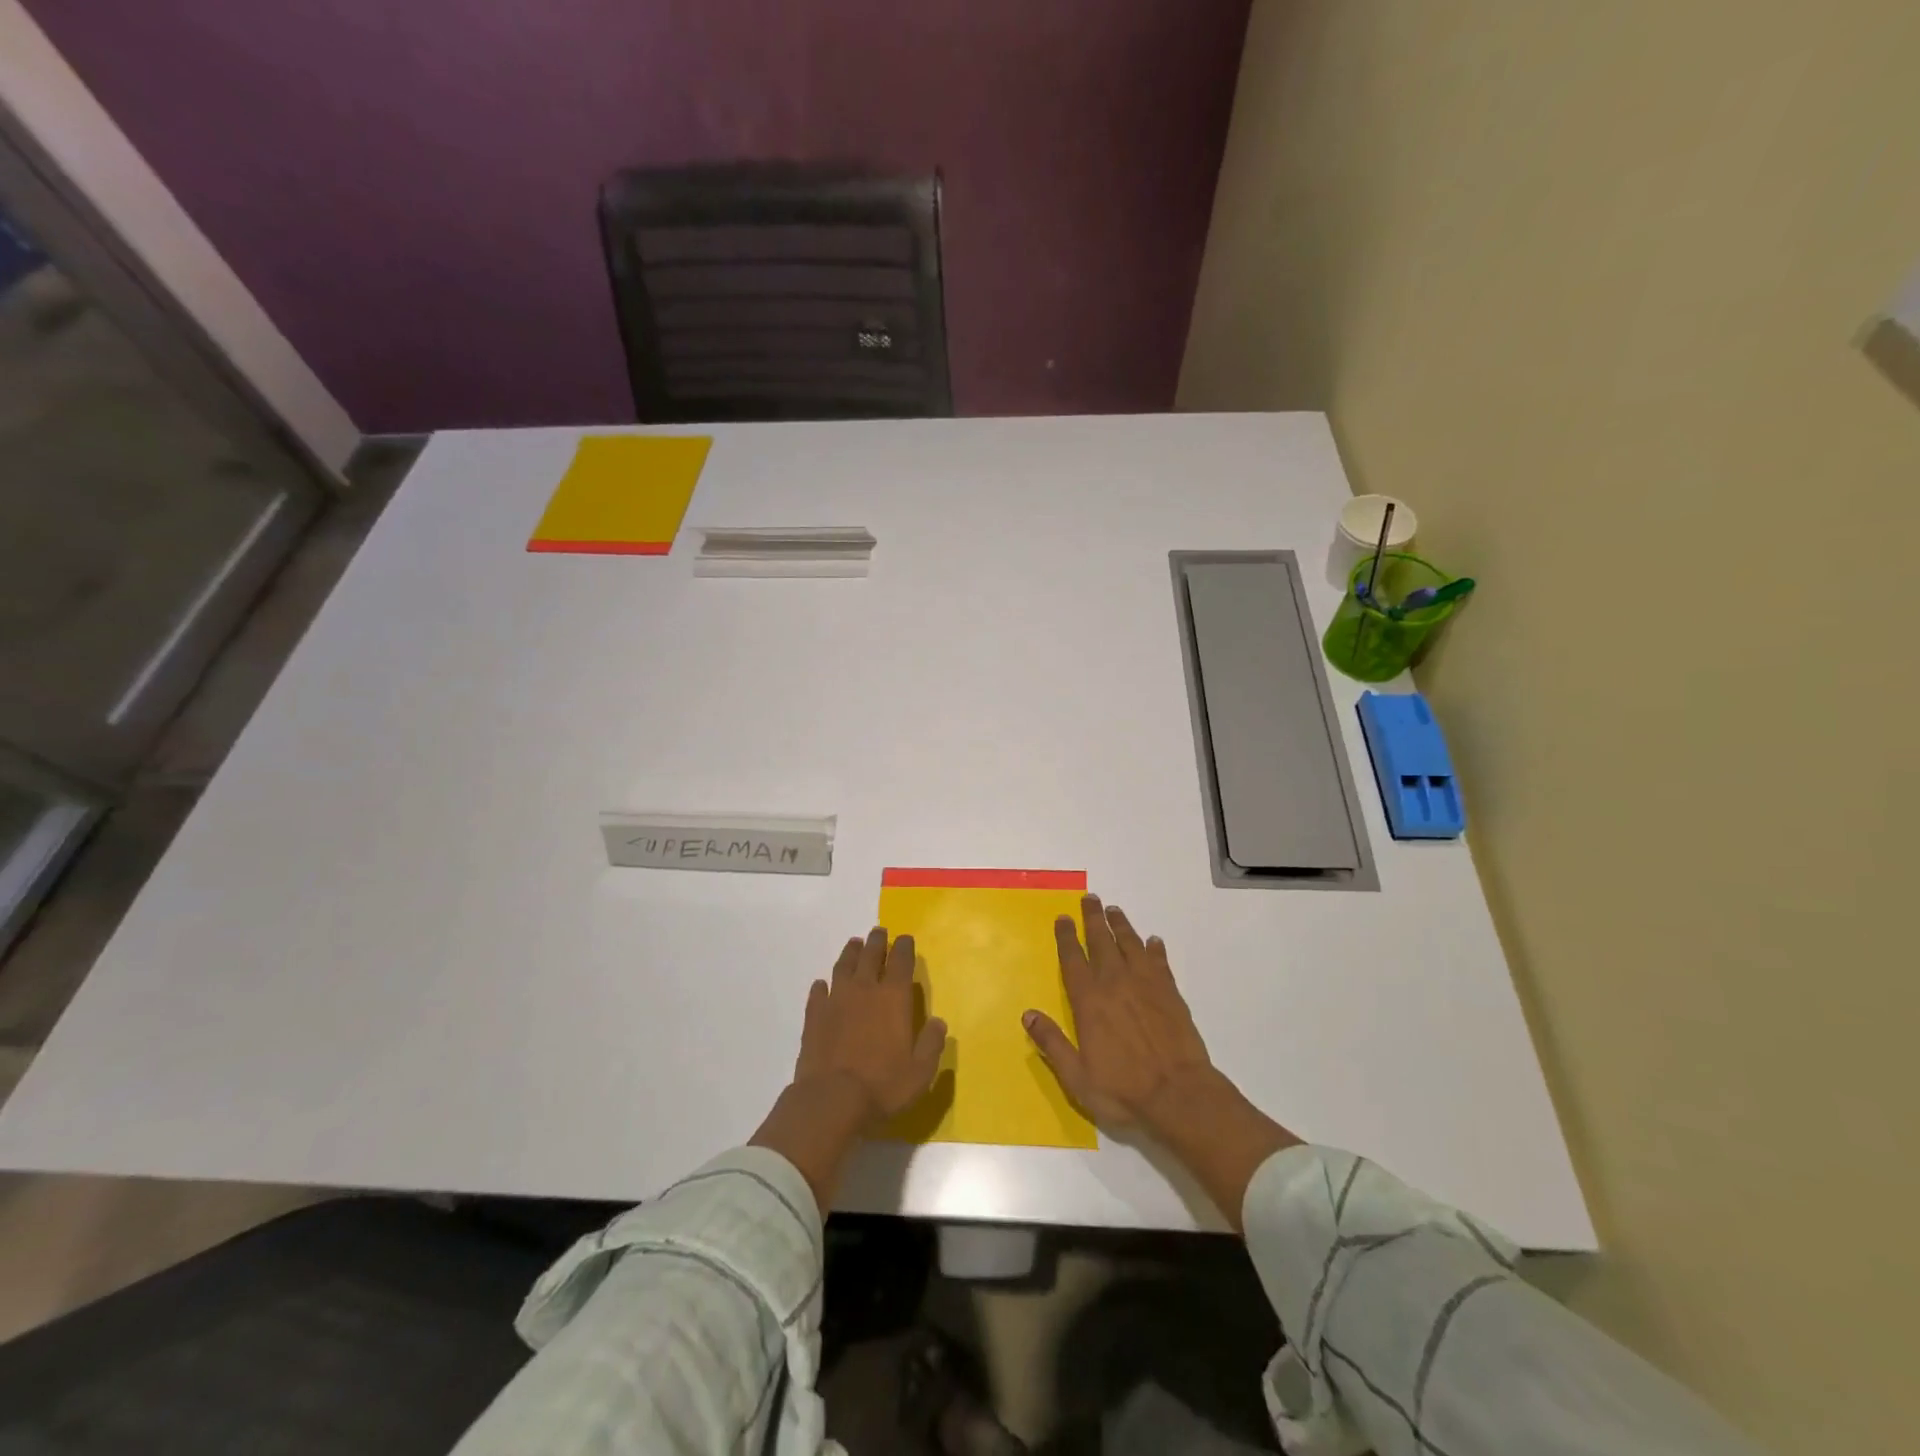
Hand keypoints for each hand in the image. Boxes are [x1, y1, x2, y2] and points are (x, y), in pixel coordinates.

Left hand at [793, 926, 948, 1122]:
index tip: (905, 938)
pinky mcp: (814, 1016)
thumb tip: (938, 1023)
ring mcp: (836, 1000)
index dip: (904, 948)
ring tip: (854, 944)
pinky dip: (822, 985)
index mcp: (893, 998)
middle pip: (871, 956)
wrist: (831, 1099)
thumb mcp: (920, 1071)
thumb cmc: (883, 1085)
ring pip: (844, 967)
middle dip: (877, 942)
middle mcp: (865, 990)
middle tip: (879, 932)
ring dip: (851, 953)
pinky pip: (818, 992)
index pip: (901, 962)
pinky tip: (822, 984)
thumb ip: (931, 1043)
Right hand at [1023, 893, 1299, 1229]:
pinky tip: (1153, 941)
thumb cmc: (1123, 1089)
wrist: (1179, 1094)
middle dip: (1093, 918)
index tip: (1063, 918)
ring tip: (1114, 910)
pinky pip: (1159, 962)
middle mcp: (1116, 983)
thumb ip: (1052, 1043)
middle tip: (1090, 898)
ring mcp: (1146, 985)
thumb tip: (1028, 1014)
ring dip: (1121, 926)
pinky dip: (1155, 949)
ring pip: (1130, 944)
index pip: (1073, 959)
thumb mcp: (1077, 1076)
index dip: (1066, 937)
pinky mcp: (1170, 993)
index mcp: (1089, 1000)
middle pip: (1102, 941)